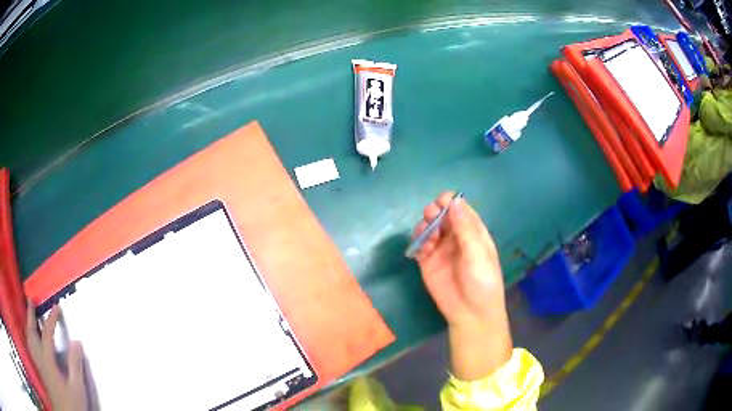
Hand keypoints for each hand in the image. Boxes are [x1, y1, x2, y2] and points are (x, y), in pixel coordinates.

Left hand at [26, 303, 88, 410]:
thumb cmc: (71, 403)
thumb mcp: (77, 388)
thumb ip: (75, 365)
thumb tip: (76, 341)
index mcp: (48, 359)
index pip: (47, 332)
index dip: (51, 318)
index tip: (57, 307)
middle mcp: (39, 356)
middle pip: (31, 330)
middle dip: (30, 314)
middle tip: (31, 300)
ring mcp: (38, 363)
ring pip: (29, 338)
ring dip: (28, 324)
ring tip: (28, 315)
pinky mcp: (39, 369)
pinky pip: (30, 348)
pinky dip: (28, 338)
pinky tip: (30, 338)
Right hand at [413, 192, 511, 379]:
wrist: (471, 313)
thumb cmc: (482, 282)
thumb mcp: (478, 254)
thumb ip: (465, 228)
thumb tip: (454, 201)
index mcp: (473, 232)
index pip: (460, 209)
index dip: (450, 202)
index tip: (441, 201)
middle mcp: (456, 237)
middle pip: (442, 215)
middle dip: (434, 211)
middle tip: (431, 216)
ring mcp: (440, 249)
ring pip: (429, 227)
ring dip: (425, 226)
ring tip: (428, 236)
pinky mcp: (427, 262)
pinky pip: (419, 245)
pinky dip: (418, 241)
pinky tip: (421, 249)